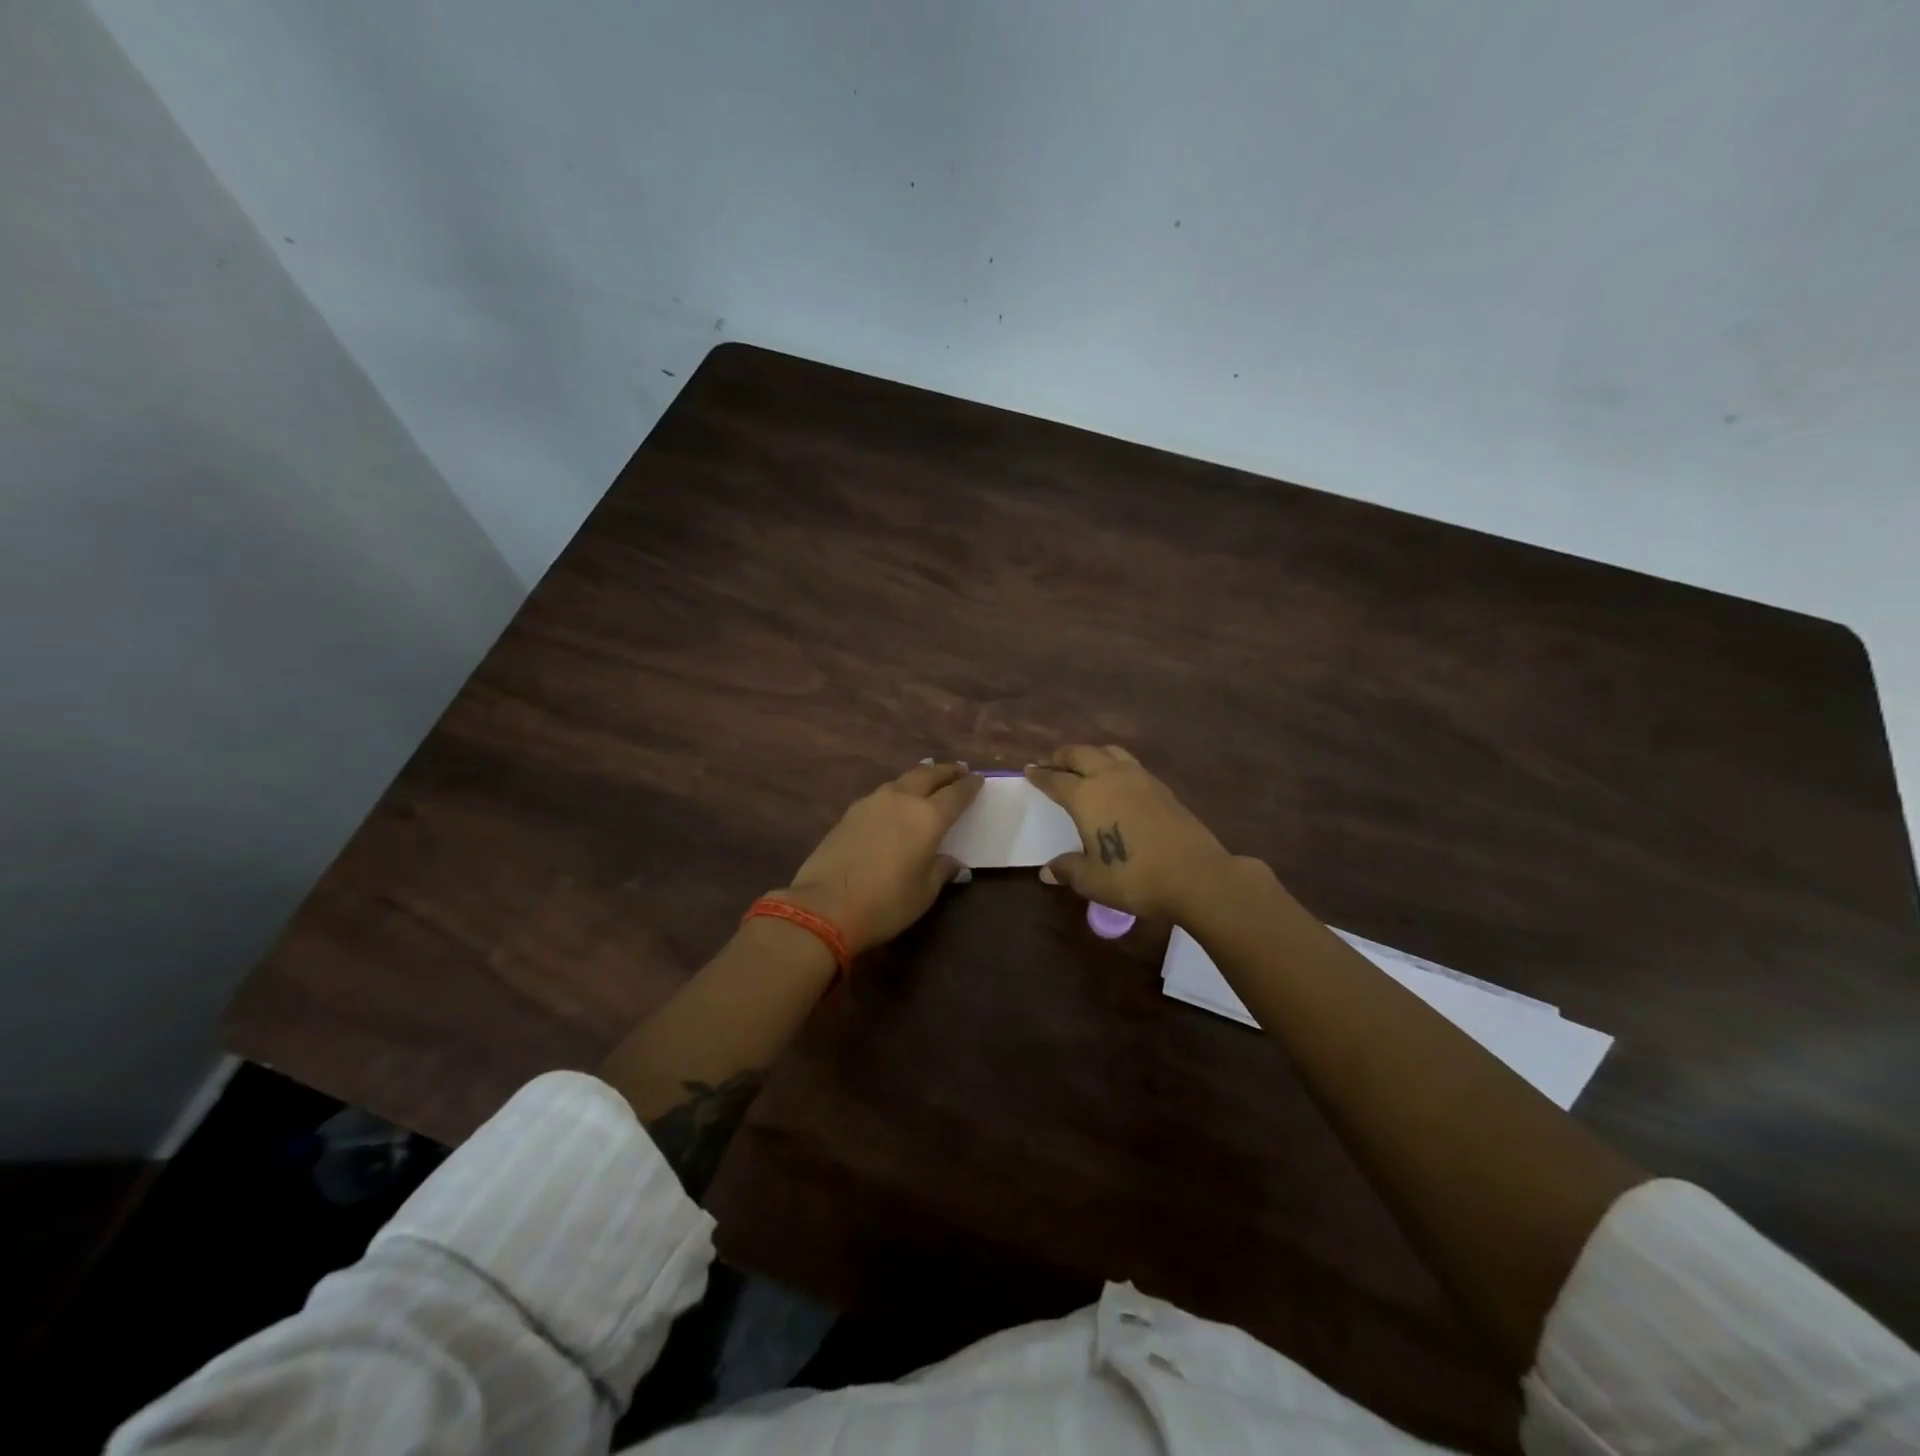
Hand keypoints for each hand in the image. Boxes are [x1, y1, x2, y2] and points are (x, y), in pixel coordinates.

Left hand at [776, 761, 982, 956]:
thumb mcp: (924, 892)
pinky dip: (897, 791)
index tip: (978, 779)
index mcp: (928, 817)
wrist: (824, 907)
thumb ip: (941, 870)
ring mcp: (872, 802)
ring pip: (902, 780)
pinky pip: (882, 793)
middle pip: (928, 775)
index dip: (969, 786)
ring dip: (920, 776)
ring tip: (928, 776)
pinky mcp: (850, 812)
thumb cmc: (885, 903)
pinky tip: (896, 800)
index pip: (956, 794)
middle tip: (958, 769)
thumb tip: (953, 862)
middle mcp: (902, 800)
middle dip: (946, 770)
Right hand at [1025, 745, 1236, 918]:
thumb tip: (1047, 870)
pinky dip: (1114, 764)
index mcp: (1086, 796)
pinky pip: (1129, 763)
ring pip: (1109, 751)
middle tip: (1052, 762)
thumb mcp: (1092, 880)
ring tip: (1084, 764)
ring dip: (1091, 754)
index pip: (1055, 780)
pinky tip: (1117, 781)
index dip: (1040, 775)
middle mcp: (1110, 778)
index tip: (1028, 770)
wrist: (1195, 874)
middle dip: (1062, 756)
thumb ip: (1068, 869)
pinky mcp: (1161, 787)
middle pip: (1080, 754)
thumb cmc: (1135, 878)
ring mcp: (1139, 778)